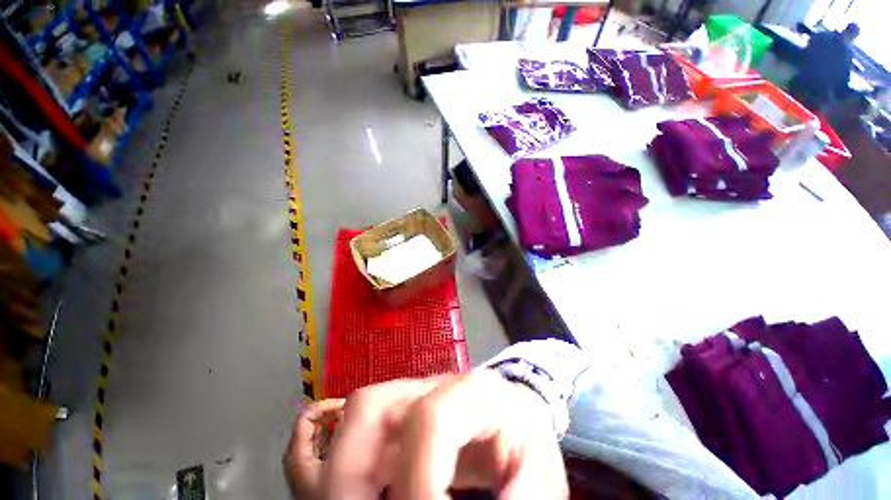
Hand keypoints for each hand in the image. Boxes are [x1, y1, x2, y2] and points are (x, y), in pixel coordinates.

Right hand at [285, 371, 567, 499]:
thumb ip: (528, 490)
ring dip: (338, 474)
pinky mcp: (393, 411)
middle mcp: (428, 386)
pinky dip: (340, 466)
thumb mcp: (537, 460)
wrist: (507, 404)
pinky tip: (357, 492)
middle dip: (350, 477)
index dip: (419, 483)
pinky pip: (349, 429)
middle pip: (370, 409)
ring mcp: (405, 395)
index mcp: (468, 392)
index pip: (430, 422)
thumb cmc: (520, 429)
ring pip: (352, 418)